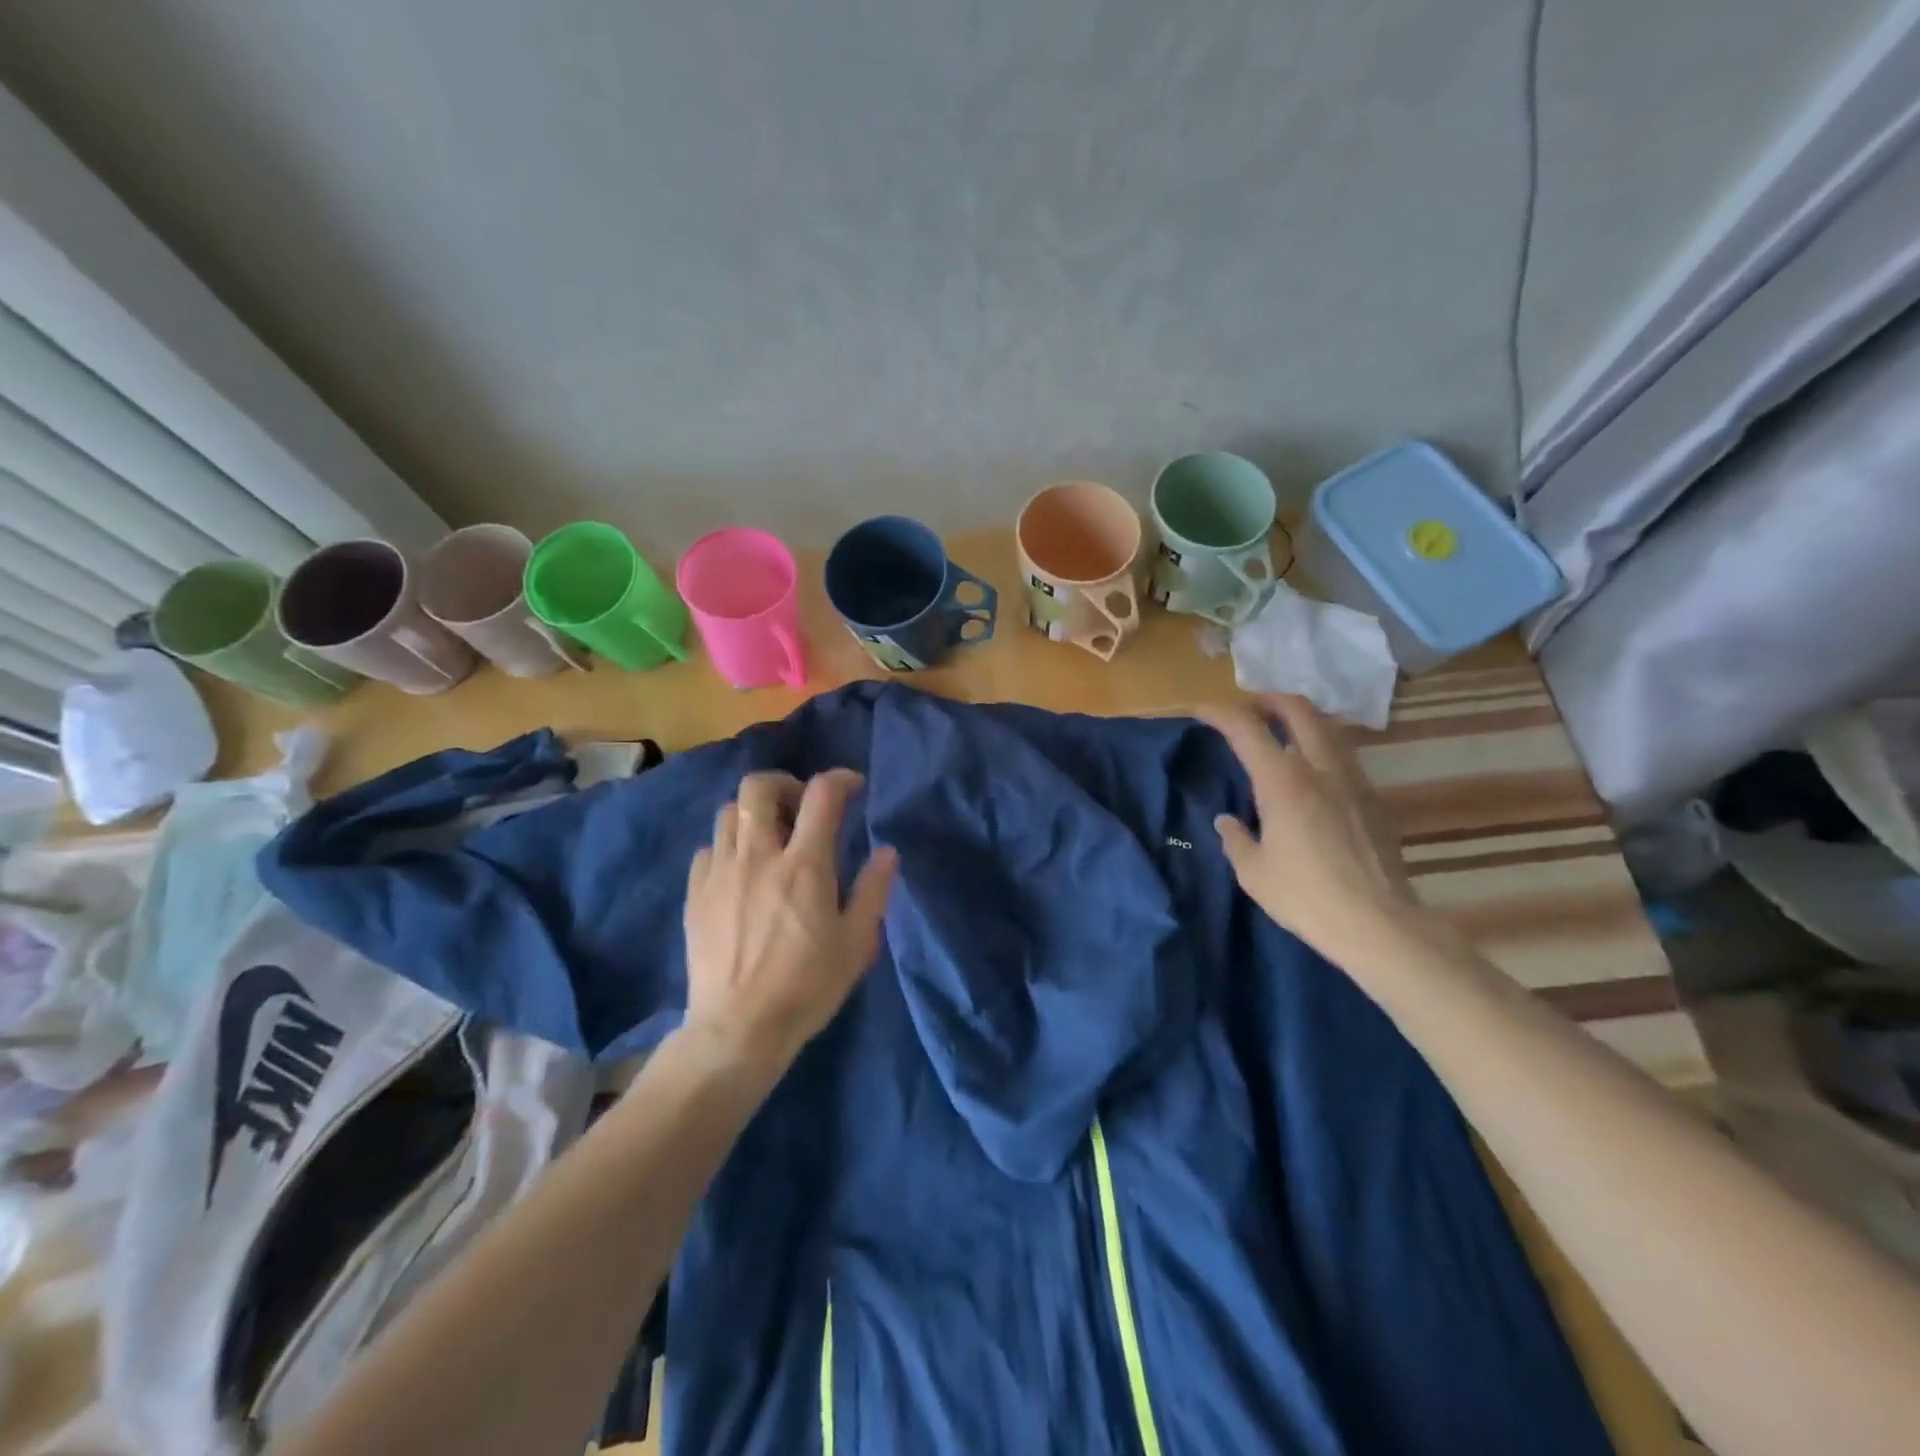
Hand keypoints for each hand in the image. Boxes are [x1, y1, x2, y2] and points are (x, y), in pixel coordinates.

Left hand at [681, 769, 897, 1079]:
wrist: (738, 1029)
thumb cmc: (807, 986)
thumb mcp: (856, 943)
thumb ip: (874, 890)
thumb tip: (887, 851)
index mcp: (804, 865)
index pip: (821, 794)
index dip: (840, 779)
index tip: (853, 787)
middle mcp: (758, 856)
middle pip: (758, 787)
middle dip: (784, 783)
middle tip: (801, 806)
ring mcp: (720, 872)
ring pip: (727, 812)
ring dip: (753, 814)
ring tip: (771, 838)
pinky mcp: (695, 893)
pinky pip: (708, 848)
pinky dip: (729, 846)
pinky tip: (741, 871)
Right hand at [1197, 694, 1418, 962]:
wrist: (1379, 924)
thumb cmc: (1306, 897)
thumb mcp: (1253, 872)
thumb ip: (1236, 838)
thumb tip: (1228, 821)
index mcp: (1283, 781)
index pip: (1246, 728)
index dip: (1219, 713)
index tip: (1200, 711)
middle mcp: (1320, 768)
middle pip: (1297, 710)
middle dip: (1268, 700)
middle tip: (1247, 707)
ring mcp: (1353, 781)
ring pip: (1327, 728)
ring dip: (1300, 720)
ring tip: (1280, 733)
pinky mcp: (1374, 799)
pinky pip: (1343, 756)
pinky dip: (1321, 748)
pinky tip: (1311, 774)